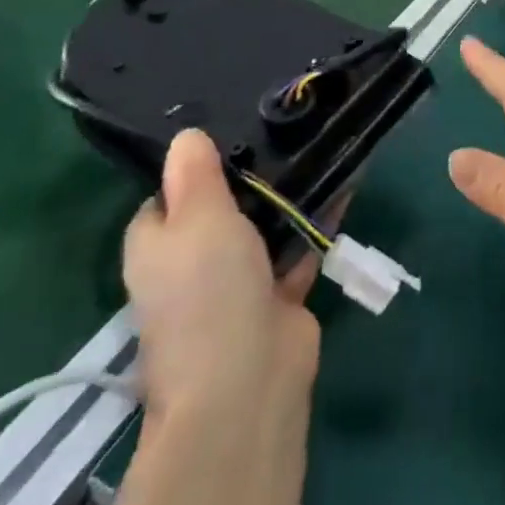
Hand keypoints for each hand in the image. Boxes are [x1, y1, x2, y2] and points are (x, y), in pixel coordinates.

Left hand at [123, 130, 321, 430]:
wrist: (247, 381)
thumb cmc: (208, 291)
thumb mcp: (196, 218)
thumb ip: (194, 174)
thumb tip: (185, 136)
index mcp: (158, 247)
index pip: (168, 195)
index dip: (196, 165)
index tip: (233, 126)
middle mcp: (192, 264)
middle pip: (221, 207)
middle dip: (251, 173)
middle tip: (286, 123)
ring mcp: (237, 282)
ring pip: (264, 225)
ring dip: (289, 194)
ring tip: (320, 141)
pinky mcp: (278, 295)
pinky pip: (299, 244)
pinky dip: (318, 220)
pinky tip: (346, 182)